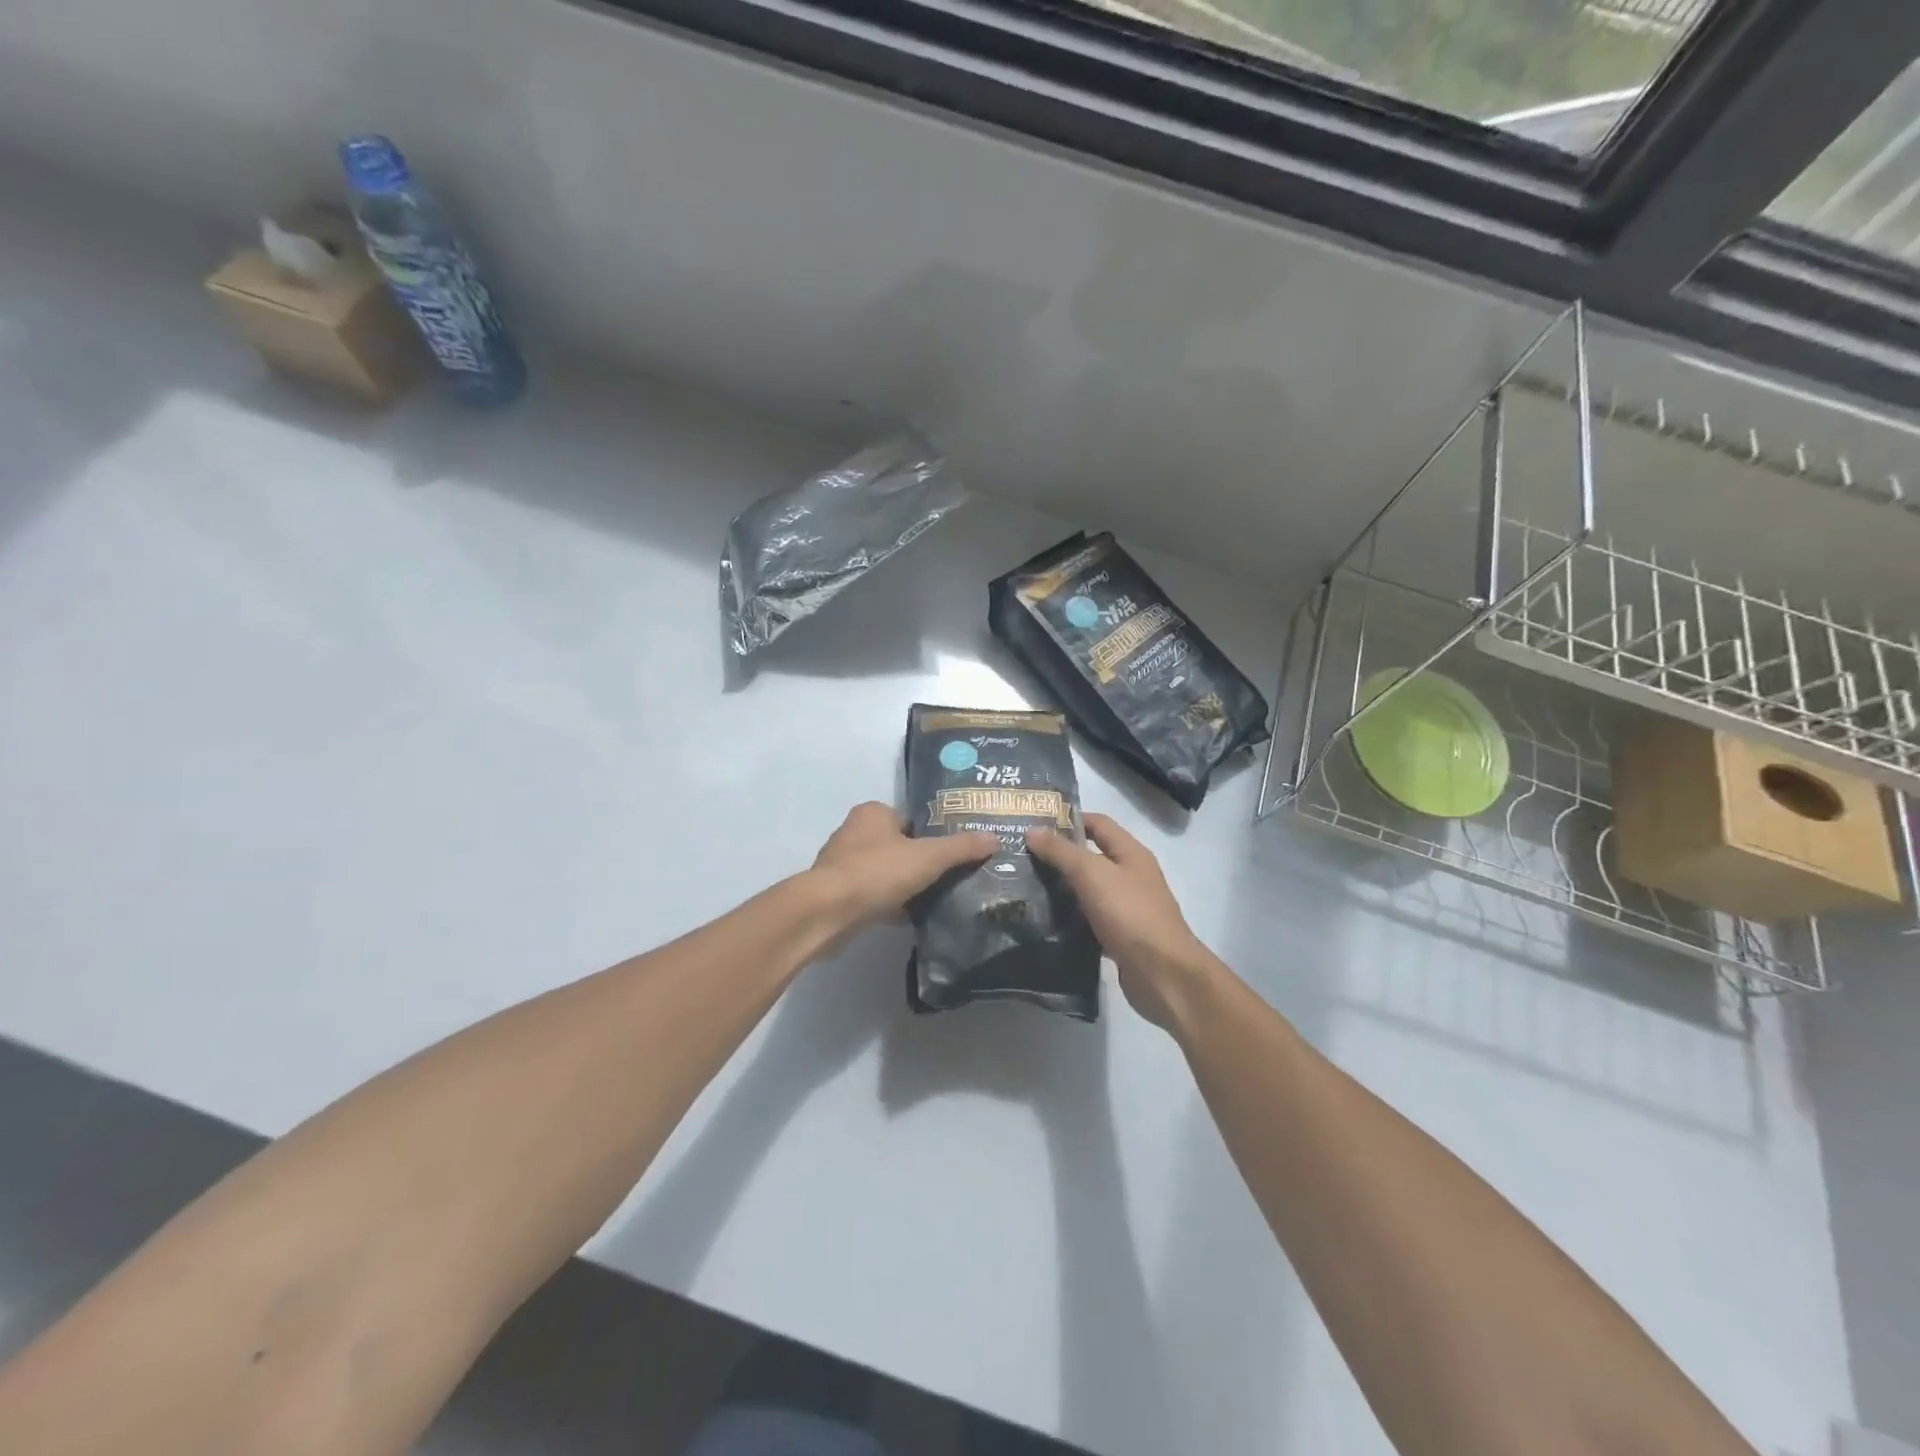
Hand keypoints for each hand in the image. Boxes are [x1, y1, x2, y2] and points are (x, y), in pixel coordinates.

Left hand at [809, 802, 996, 935]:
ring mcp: (844, 865)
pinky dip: (893, 905)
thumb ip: (961, 847)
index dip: (936, 834)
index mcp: (873, 813)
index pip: (913, 819)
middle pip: (901, 846)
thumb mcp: (928, 857)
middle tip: (955, 877)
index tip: (959, 852)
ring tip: (940, 898)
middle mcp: (855, 833)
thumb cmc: (877, 872)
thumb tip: (994, 837)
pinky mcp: (840, 895)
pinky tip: (914, 918)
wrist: (827, 913)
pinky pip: (875, 895)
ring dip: (907, 886)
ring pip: (888, 873)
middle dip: (923, 862)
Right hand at [1026, 814, 1215, 1030]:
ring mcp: (1126, 907)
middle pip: (1091, 855)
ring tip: (1024, 885)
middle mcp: (1130, 875)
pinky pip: (1089, 917)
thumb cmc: (1130, 915)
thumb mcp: (1093, 875)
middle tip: (1020, 856)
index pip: (1097, 823)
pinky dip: (1069, 915)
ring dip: (1061, 886)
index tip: (1032, 824)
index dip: (1067, 819)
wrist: (1163, 975)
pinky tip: (1044, 919)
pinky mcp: (1119, 935)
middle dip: (1058, 854)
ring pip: (1088, 888)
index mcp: (1130, 853)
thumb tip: (1032, 830)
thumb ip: (1062, 852)